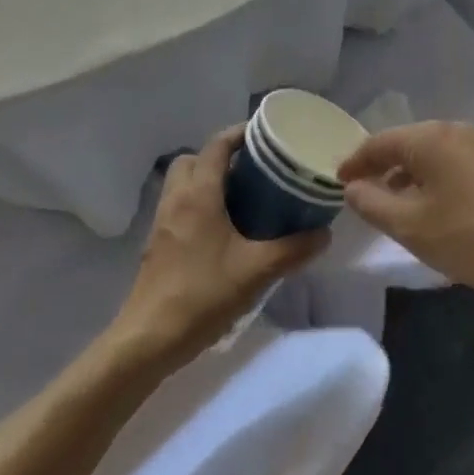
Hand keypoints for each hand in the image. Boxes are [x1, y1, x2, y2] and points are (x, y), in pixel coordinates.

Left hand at [115, 127, 329, 366]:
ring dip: (208, 180)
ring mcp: (162, 223)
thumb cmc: (202, 295)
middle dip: (221, 156)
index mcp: (198, 195)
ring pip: (182, 183)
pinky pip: (178, 207)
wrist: (148, 340)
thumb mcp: (257, 271)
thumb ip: (294, 249)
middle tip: (253, 169)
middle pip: (193, 159)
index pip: (216, 146)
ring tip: (242, 197)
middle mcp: (176, 200)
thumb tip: (325, 234)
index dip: (240, 133)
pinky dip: (199, 204)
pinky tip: (224, 230)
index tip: (267, 135)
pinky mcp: (157, 245)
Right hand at [337, 121, 473, 300]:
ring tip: (395, 205)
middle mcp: (457, 132)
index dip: (355, 161)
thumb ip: (373, 204)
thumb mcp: (411, 226)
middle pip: (408, 144)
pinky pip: (455, 165)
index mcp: (431, 138)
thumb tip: (353, 187)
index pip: (380, 142)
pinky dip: (435, 181)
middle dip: (383, 167)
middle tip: (362, 193)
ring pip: (433, 156)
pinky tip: (435, 208)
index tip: (338, 182)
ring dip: (409, 176)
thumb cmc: (471, 235)